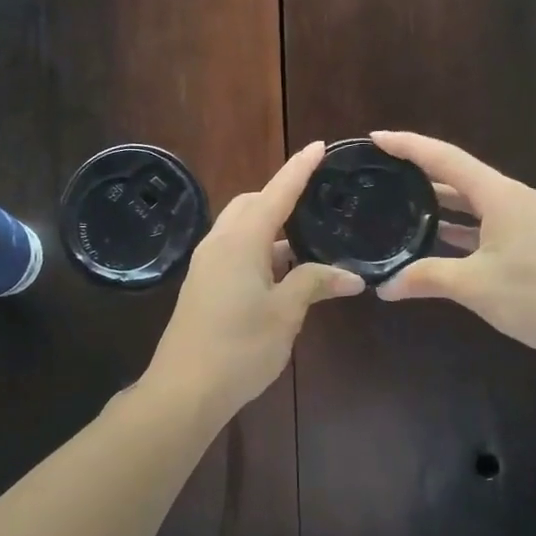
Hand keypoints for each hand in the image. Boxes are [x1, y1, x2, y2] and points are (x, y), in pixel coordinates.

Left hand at [144, 142, 364, 423]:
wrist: (184, 389)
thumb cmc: (239, 347)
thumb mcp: (285, 314)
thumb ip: (315, 284)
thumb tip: (351, 276)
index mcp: (241, 241)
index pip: (276, 193)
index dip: (299, 170)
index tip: (320, 147)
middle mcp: (219, 243)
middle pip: (252, 205)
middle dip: (281, 196)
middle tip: (316, 203)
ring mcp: (207, 264)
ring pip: (241, 228)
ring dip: (271, 228)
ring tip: (308, 240)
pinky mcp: (203, 284)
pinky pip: (234, 250)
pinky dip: (259, 249)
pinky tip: (283, 271)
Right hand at [371, 131, 535, 362]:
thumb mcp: (476, 287)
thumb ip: (426, 279)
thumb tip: (383, 287)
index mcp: (499, 195)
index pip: (445, 159)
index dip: (408, 146)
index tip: (376, 138)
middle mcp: (513, 198)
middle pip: (459, 176)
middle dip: (420, 172)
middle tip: (381, 172)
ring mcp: (527, 219)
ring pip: (474, 202)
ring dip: (440, 203)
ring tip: (399, 203)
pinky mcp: (534, 241)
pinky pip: (487, 223)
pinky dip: (460, 227)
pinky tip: (438, 240)